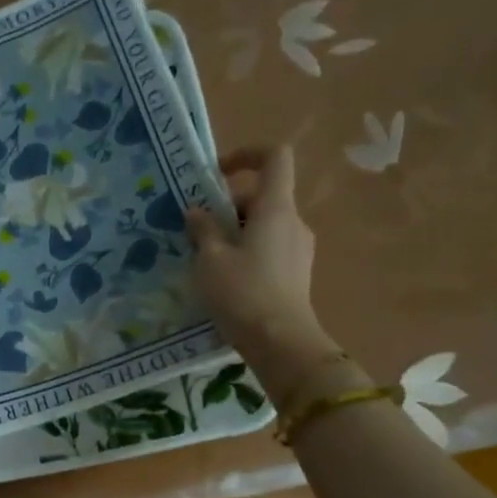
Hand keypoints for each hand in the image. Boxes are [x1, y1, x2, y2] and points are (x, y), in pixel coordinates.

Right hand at [186, 147, 335, 392]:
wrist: (280, 342)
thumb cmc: (242, 293)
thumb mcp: (210, 260)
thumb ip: (202, 230)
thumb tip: (197, 212)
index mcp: (275, 209)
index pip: (274, 158)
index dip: (246, 154)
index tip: (216, 174)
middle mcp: (293, 221)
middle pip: (262, 195)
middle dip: (228, 205)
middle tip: (197, 230)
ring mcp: (299, 248)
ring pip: (264, 223)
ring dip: (235, 231)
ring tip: (206, 258)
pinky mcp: (296, 272)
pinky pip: (269, 247)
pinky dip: (246, 251)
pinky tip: (225, 278)